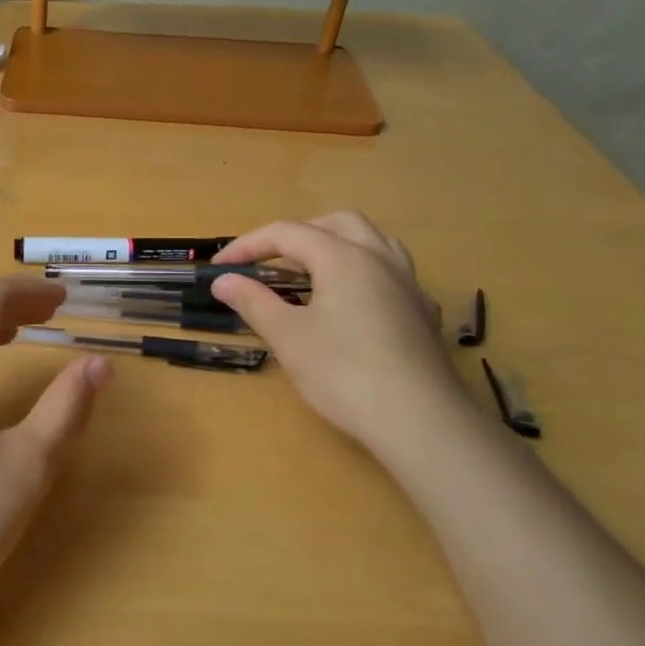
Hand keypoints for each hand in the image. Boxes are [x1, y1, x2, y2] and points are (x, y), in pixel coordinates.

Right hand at [210, 213, 467, 456]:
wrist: (420, 421)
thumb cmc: (344, 373)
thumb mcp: (287, 337)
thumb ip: (253, 302)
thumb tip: (223, 280)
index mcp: (343, 258)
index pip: (287, 233)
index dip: (248, 246)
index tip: (220, 268)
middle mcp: (380, 259)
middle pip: (337, 224)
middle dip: (298, 235)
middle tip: (271, 262)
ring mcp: (409, 285)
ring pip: (373, 242)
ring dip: (337, 246)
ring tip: (312, 274)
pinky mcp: (424, 314)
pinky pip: (392, 274)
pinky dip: (363, 274)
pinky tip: (352, 306)